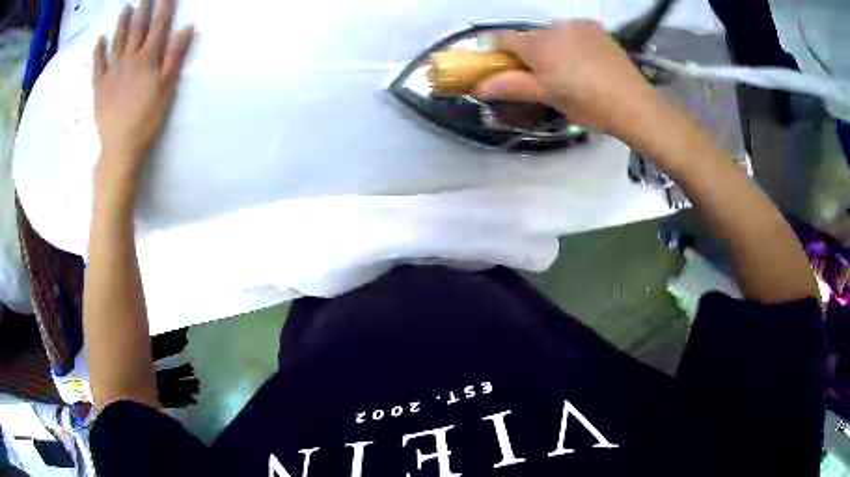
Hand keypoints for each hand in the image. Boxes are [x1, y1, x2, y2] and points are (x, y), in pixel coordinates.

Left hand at [92, 0, 193, 186]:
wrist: (120, 147)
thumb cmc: (147, 120)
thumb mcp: (167, 89)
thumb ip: (175, 56)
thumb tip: (186, 28)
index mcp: (147, 59)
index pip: (158, 27)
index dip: (164, 9)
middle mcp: (129, 60)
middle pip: (137, 29)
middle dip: (143, 9)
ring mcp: (112, 72)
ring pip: (117, 42)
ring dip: (122, 24)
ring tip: (125, 9)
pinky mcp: (99, 87)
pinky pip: (98, 65)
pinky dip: (98, 51)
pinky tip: (100, 39)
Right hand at [474, 21, 664, 142]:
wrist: (634, 104)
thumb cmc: (587, 104)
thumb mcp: (548, 97)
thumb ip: (512, 86)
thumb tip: (477, 86)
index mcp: (538, 45)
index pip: (503, 39)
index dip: (496, 50)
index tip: (500, 66)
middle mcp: (554, 27)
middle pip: (531, 37)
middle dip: (531, 53)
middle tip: (545, 77)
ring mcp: (578, 26)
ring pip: (554, 34)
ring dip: (553, 47)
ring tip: (571, 71)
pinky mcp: (596, 29)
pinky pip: (574, 32)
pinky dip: (572, 43)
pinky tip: (587, 61)